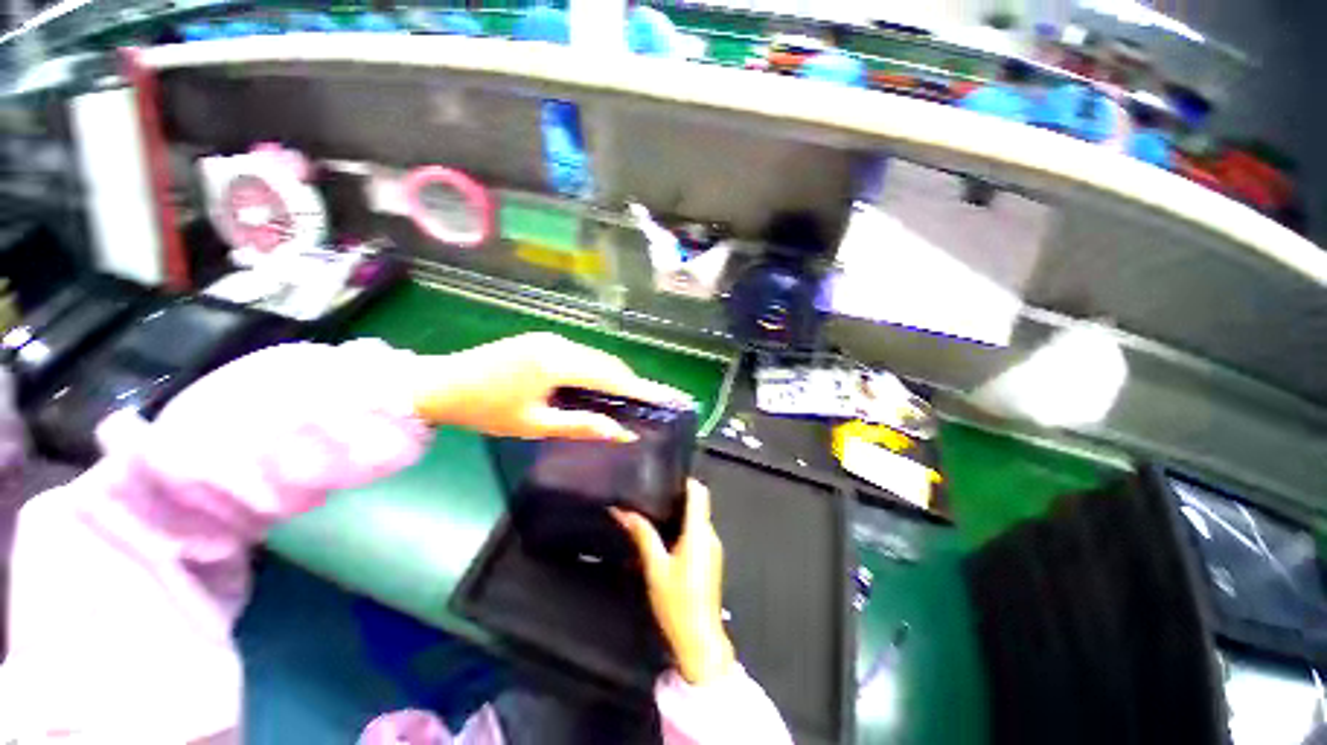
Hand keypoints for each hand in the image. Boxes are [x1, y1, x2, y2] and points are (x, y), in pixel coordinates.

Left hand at [414, 332, 685, 440]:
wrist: (440, 385)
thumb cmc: (486, 410)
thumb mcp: (534, 424)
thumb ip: (581, 426)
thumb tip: (620, 433)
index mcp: (557, 363)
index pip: (611, 375)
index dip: (639, 387)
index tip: (662, 396)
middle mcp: (559, 344)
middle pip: (606, 362)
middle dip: (628, 382)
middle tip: (645, 402)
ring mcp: (549, 338)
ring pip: (593, 357)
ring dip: (611, 375)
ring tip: (625, 398)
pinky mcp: (541, 340)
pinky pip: (579, 355)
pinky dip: (594, 370)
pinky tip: (595, 386)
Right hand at [614, 480, 735, 684]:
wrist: (699, 639)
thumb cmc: (677, 602)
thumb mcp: (655, 567)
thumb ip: (642, 535)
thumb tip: (624, 512)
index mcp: (699, 532)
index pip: (699, 492)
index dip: (685, 480)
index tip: (666, 475)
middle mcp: (710, 535)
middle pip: (698, 503)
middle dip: (678, 496)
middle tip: (653, 493)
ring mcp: (713, 548)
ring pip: (698, 518)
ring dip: (680, 512)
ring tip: (655, 510)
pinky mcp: (711, 559)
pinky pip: (699, 533)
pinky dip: (685, 527)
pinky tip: (666, 535)